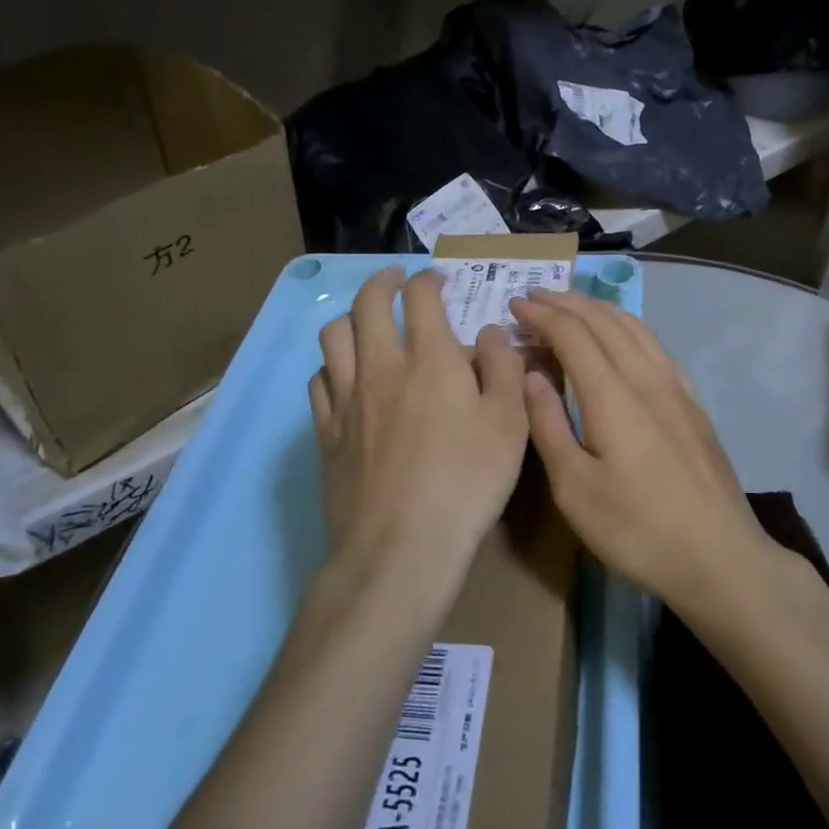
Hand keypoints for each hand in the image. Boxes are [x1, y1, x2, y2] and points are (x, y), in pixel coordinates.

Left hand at [309, 266, 528, 580]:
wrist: (400, 549)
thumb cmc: (467, 482)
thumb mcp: (510, 423)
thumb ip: (504, 367)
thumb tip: (490, 332)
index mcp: (430, 359)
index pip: (420, 297)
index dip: (428, 279)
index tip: (438, 280)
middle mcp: (381, 368)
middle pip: (367, 304)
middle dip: (382, 281)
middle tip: (395, 280)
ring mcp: (346, 400)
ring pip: (334, 336)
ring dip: (351, 316)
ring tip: (366, 321)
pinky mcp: (326, 434)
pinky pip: (318, 381)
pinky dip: (331, 365)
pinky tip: (344, 377)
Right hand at [510, 289, 776, 615]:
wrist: (720, 556)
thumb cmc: (638, 529)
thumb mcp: (575, 490)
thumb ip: (549, 425)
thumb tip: (530, 374)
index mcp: (612, 395)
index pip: (572, 334)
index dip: (541, 314)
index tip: (514, 304)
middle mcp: (645, 377)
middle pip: (603, 320)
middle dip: (565, 302)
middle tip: (534, 295)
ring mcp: (675, 386)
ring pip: (633, 326)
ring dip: (598, 308)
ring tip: (572, 304)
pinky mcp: (692, 401)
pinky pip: (655, 344)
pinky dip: (629, 326)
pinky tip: (623, 335)